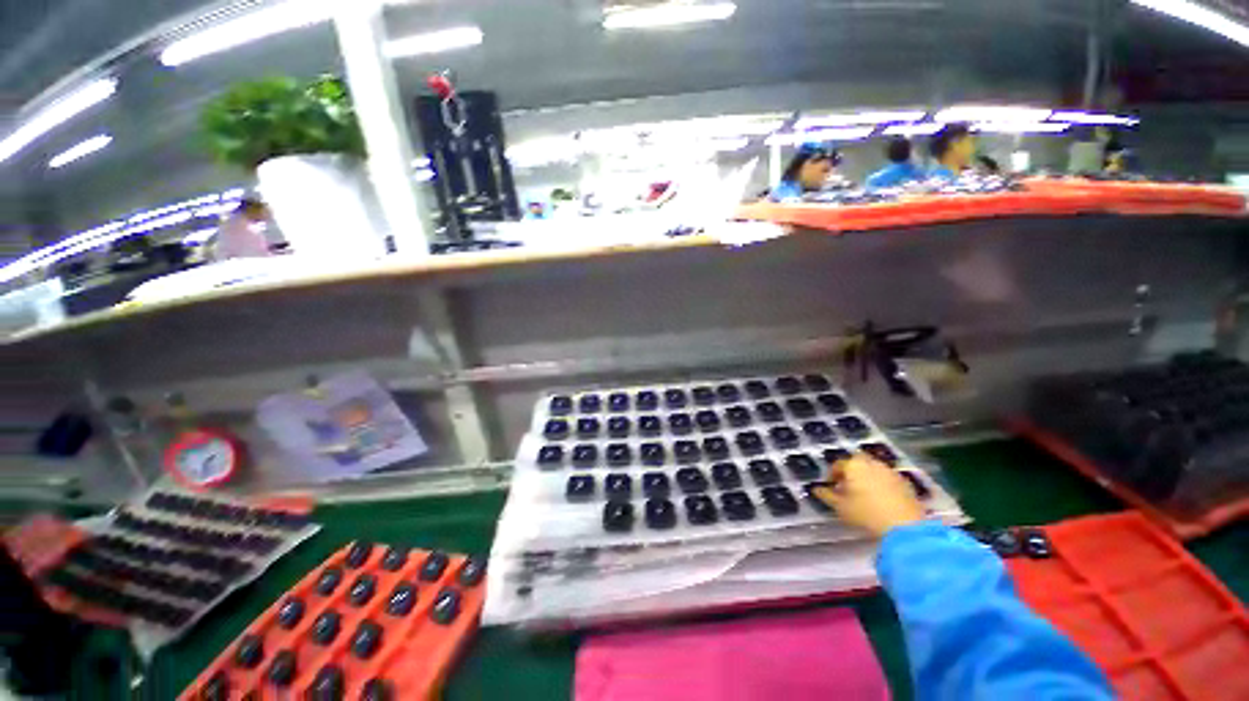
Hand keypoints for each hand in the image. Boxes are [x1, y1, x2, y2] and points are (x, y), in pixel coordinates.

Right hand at [812, 454, 926, 536]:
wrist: (905, 526)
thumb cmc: (867, 514)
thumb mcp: (841, 507)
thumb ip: (826, 496)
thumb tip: (816, 489)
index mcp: (854, 465)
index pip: (838, 464)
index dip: (832, 475)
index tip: (831, 486)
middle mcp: (872, 463)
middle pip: (857, 462)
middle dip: (851, 471)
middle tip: (848, 486)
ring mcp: (890, 471)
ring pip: (874, 468)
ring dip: (867, 476)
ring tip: (864, 493)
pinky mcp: (905, 482)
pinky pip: (888, 478)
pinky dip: (882, 483)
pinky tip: (881, 498)